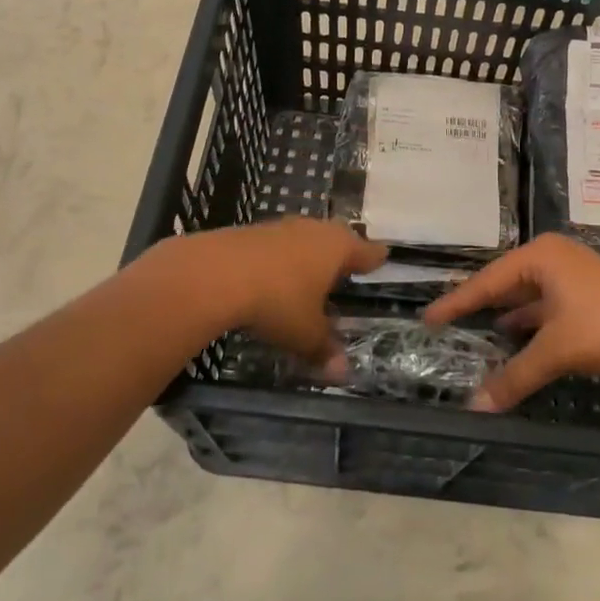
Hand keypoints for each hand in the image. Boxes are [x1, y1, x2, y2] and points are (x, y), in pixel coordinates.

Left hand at [173, 219, 386, 379]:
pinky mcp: (251, 232)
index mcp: (337, 248)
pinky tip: (273, 275)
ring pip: (305, 238)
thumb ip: (324, 349)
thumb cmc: (277, 301)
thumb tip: (344, 373)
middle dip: (342, 252)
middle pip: (336, 237)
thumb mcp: (304, 333)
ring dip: (308, 254)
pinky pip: (277, 244)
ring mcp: (281, 227)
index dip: (374, 258)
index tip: (383, 258)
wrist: (216, 273)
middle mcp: (313, 230)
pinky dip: (280, 259)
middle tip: (347, 266)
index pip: (366, 251)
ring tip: (310, 273)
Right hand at [423, 235, 599, 410]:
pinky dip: (533, 322)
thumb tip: (476, 407)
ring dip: (509, 315)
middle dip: (482, 305)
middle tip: (450, 323)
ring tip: (481, 333)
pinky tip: (521, 338)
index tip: (429, 317)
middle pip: (507, 283)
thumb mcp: (555, 350)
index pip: (487, 280)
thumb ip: (516, 376)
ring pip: (531, 295)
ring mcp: (575, 273)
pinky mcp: (592, 292)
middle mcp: (554, 257)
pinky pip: (549, 304)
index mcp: (540, 256)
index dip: (457, 302)